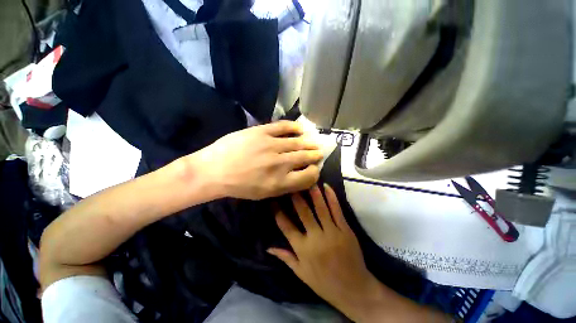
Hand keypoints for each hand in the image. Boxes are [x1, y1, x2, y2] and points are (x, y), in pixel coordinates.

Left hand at [192, 121, 322, 199]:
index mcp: (280, 182)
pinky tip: (300, 129)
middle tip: (319, 153)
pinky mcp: (262, 132)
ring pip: (298, 142)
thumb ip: (286, 185)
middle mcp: (280, 164)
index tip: (314, 169)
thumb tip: (301, 174)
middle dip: (315, 155)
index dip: (314, 172)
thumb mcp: (265, 193)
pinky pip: (284, 127)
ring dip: (309, 143)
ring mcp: (271, 145)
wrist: (214, 170)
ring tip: (314, 142)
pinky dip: (295, 127)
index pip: (308, 176)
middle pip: (306, 157)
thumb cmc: (240, 186)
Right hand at [268, 184, 381, 317]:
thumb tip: (268, 247)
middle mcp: (316, 238)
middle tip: (291, 184)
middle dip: (296, 197)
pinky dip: (332, 198)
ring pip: (321, 208)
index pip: (286, 227)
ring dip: (314, 193)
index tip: (273, 200)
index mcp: (303, 249)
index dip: (278, 212)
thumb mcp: (301, 273)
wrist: (353, 290)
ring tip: (308, 181)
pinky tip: (327, 187)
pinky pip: (337, 210)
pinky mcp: (345, 230)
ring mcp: (332, 232)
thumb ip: (285, 257)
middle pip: (304, 213)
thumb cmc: (324, 283)